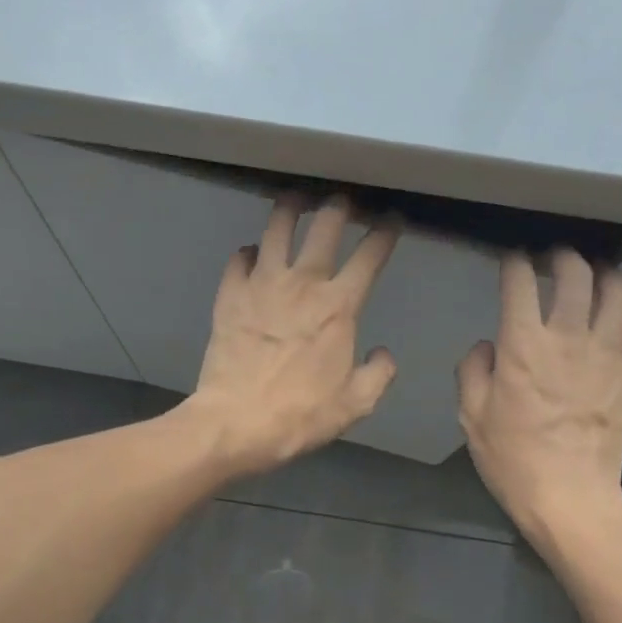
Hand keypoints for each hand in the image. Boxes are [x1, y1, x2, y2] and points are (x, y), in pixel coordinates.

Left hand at [186, 196, 398, 476]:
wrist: (235, 422)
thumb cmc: (300, 415)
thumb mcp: (355, 404)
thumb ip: (378, 374)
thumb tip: (382, 353)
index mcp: (338, 306)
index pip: (370, 255)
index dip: (385, 232)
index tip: (391, 221)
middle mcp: (302, 283)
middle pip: (324, 225)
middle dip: (339, 205)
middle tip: (343, 201)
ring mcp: (261, 284)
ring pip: (277, 227)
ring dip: (290, 209)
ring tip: (295, 201)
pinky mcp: (229, 295)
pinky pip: (240, 258)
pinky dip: (250, 252)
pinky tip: (254, 256)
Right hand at [457, 248, 621, 545]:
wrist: (569, 495)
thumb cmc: (512, 458)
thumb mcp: (471, 416)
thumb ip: (473, 371)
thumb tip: (488, 345)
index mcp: (522, 346)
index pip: (519, 282)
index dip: (514, 263)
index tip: (511, 261)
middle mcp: (568, 337)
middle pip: (574, 274)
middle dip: (561, 257)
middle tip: (553, 260)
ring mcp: (607, 351)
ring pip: (616, 289)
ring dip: (603, 272)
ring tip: (594, 274)